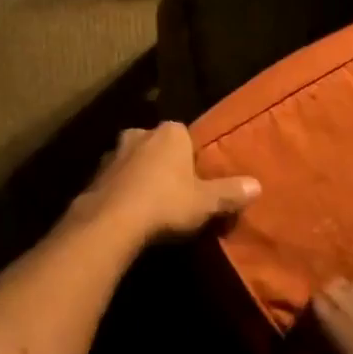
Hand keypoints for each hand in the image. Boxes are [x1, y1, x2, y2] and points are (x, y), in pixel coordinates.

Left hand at [70, 123, 260, 244]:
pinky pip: (116, 179)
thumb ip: (230, 192)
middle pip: (158, 145)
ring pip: (134, 160)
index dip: (192, 156)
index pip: (185, 135)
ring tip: (151, 204)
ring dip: (141, 176)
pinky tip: (129, 212)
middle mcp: (140, 133)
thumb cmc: (166, 203)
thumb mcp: (205, 202)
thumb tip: (257, 185)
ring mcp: (114, 152)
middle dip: (164, 163)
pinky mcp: (95, 174)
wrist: (112, 220)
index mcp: (170, 132)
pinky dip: (122, 190)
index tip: (197, 179)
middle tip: (175, 191)